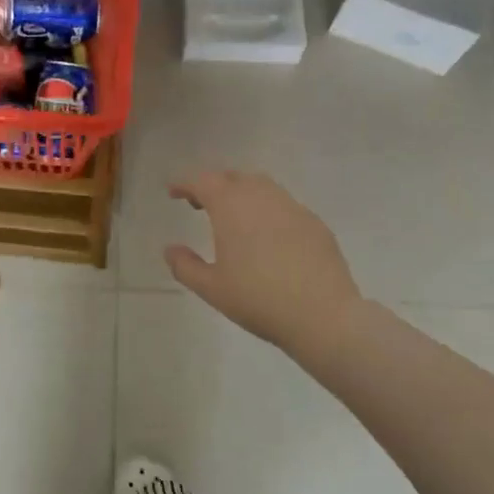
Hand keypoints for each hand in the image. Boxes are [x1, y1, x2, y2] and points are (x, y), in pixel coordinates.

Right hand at [165, 170, 361, 366]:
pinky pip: (284, 205)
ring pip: (261, 186)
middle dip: (213, 185)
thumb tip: (170, 249)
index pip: (202, 181)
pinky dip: (267, 210)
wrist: (324, 316)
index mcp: (231, 206)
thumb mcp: (212, 289)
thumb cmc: (259, 300)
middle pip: (232, 177)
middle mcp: (261, 197)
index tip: (173, 193)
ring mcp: (292, 207)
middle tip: (200, 204)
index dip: (185, 184)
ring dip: (242, 193)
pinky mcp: (315, 223)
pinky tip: (268, 236)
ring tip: (234, 217)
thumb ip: (185, 266)